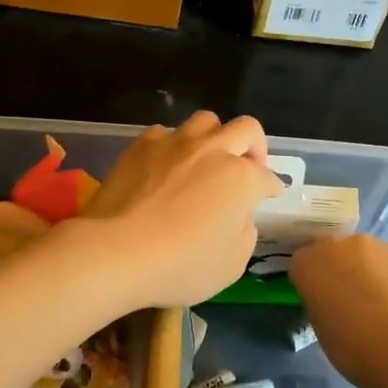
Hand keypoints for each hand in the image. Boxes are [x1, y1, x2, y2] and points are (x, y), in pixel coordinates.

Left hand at [76, 112, 284, 308]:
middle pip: (245, 129)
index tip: (268, 196)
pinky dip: (172, 145)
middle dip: (254, 147)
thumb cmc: (181, 266)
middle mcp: (213, 151)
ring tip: (205, 159)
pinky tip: (165, 165)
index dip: (270, 188)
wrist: (117, 251)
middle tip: (246, 168)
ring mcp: (175, 143)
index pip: (267, 178)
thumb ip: (244, 234)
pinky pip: (164, 133)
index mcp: (242, 179)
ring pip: (205, 120)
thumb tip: (238, 216)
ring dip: (213, 137)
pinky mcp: (141, 145)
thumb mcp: (231, 265)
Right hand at [290, 235, 387, 387]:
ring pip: (362, 254)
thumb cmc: (350, 345)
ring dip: (366, 270)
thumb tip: (335, 302)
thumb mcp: (320, 327)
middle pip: (332, 253)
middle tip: (350, 300)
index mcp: (306, 263)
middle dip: (339, 270)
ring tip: (380, 301)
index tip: (321, 302)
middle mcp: (334, 245)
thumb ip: (322, 303)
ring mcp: (369, 245)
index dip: (313, 284)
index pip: (302, 265)